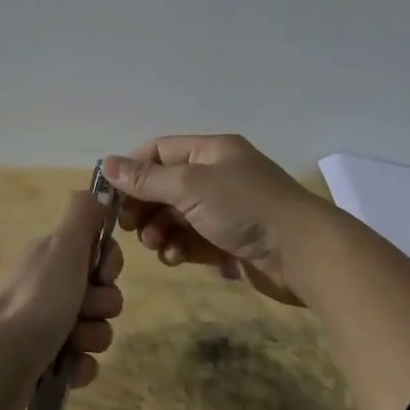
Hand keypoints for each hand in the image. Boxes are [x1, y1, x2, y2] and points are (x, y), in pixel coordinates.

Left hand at [0, 189, 125, 409]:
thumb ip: (83, 214)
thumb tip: (96, 191)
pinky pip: (80, 361)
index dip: (109, 264)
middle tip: (86, 311)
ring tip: (74, 345)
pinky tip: (69, 369)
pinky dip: (80, 366)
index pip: (96, 251)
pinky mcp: (41, 362)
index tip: (103, 274)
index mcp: (49, 256)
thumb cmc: (38, 299)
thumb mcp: (64, 245)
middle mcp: (45, 286)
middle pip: (99, 291)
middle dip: (103, 304)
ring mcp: (41, 326)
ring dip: (93, 337)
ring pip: (93, 328)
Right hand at [104, 135, 330, 305]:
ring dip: (159, 230)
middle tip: (128, 227)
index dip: (133, 170)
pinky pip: (192, 240)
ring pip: (176, 216)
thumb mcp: (190, 186)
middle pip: (166, 185)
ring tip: (156, 245)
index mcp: (212, 152)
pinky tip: (174, 258)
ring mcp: (224, 210)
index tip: (110, 195)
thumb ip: (146, 179)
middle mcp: (217, 176)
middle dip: (144, 205)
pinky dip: (179, 247)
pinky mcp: (230, 242)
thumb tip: (106, 164)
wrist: (303, 254)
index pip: (160, 151)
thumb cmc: (245, 208)